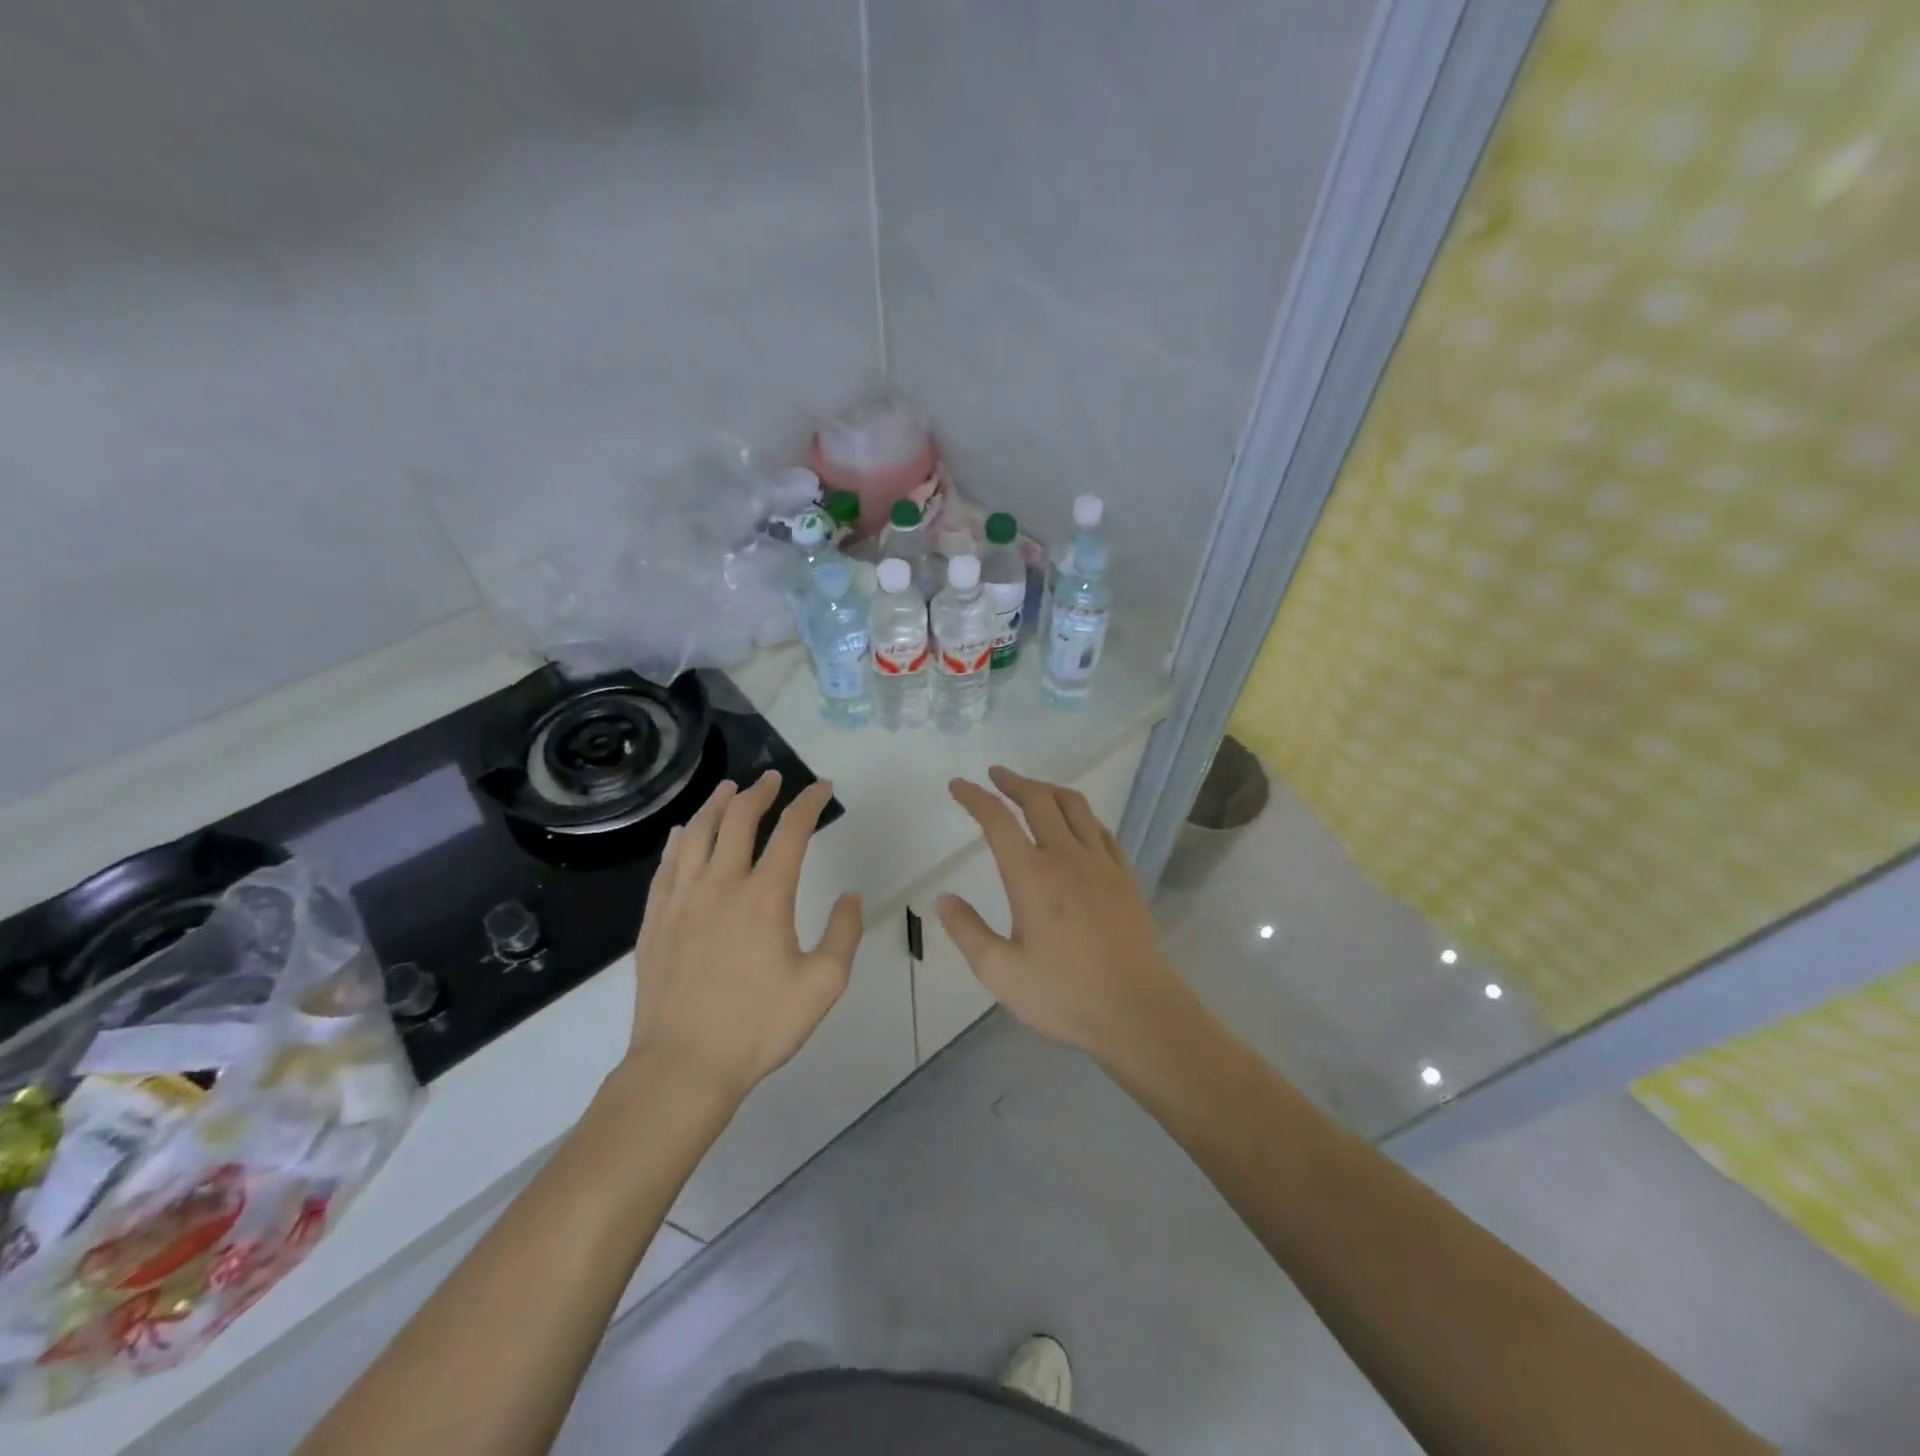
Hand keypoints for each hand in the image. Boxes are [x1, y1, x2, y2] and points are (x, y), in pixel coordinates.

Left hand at [628, 772, 862, 1103]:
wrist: (683, 1066)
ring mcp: (681, 900)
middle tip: (772, 779)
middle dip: (759, 792)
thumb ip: (844, 933)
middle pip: (738, 819)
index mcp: (766, 897)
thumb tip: (851, 895)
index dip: (809, 802)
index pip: (791, 831)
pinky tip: (682, 832)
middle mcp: (721, 884)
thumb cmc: (759, 1027)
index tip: (821, 787)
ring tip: (728, 789)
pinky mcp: (654, 920)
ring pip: (696, 833)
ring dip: (715, 804)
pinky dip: (679, 839)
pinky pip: (666, 864)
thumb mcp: (823, 985)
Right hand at [938, 766, 1184, 1059]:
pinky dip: (1082, 816)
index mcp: (1031, 875)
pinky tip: (1077, 824)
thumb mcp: (1000, 972)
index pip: (997, 820)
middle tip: (994, 775)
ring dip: (1048, 789)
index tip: (958, 785)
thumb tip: (943, 898)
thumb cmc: (1063, 994)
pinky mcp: (1125, 877)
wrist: (1136, 1011)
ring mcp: (1101, 864)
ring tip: (1033, 789)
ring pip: (1075, 807)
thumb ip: (967, 931)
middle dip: (1013, 782)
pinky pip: (1102, 830)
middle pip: (1039, 800)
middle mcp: (1066, 857)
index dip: (975, 797)